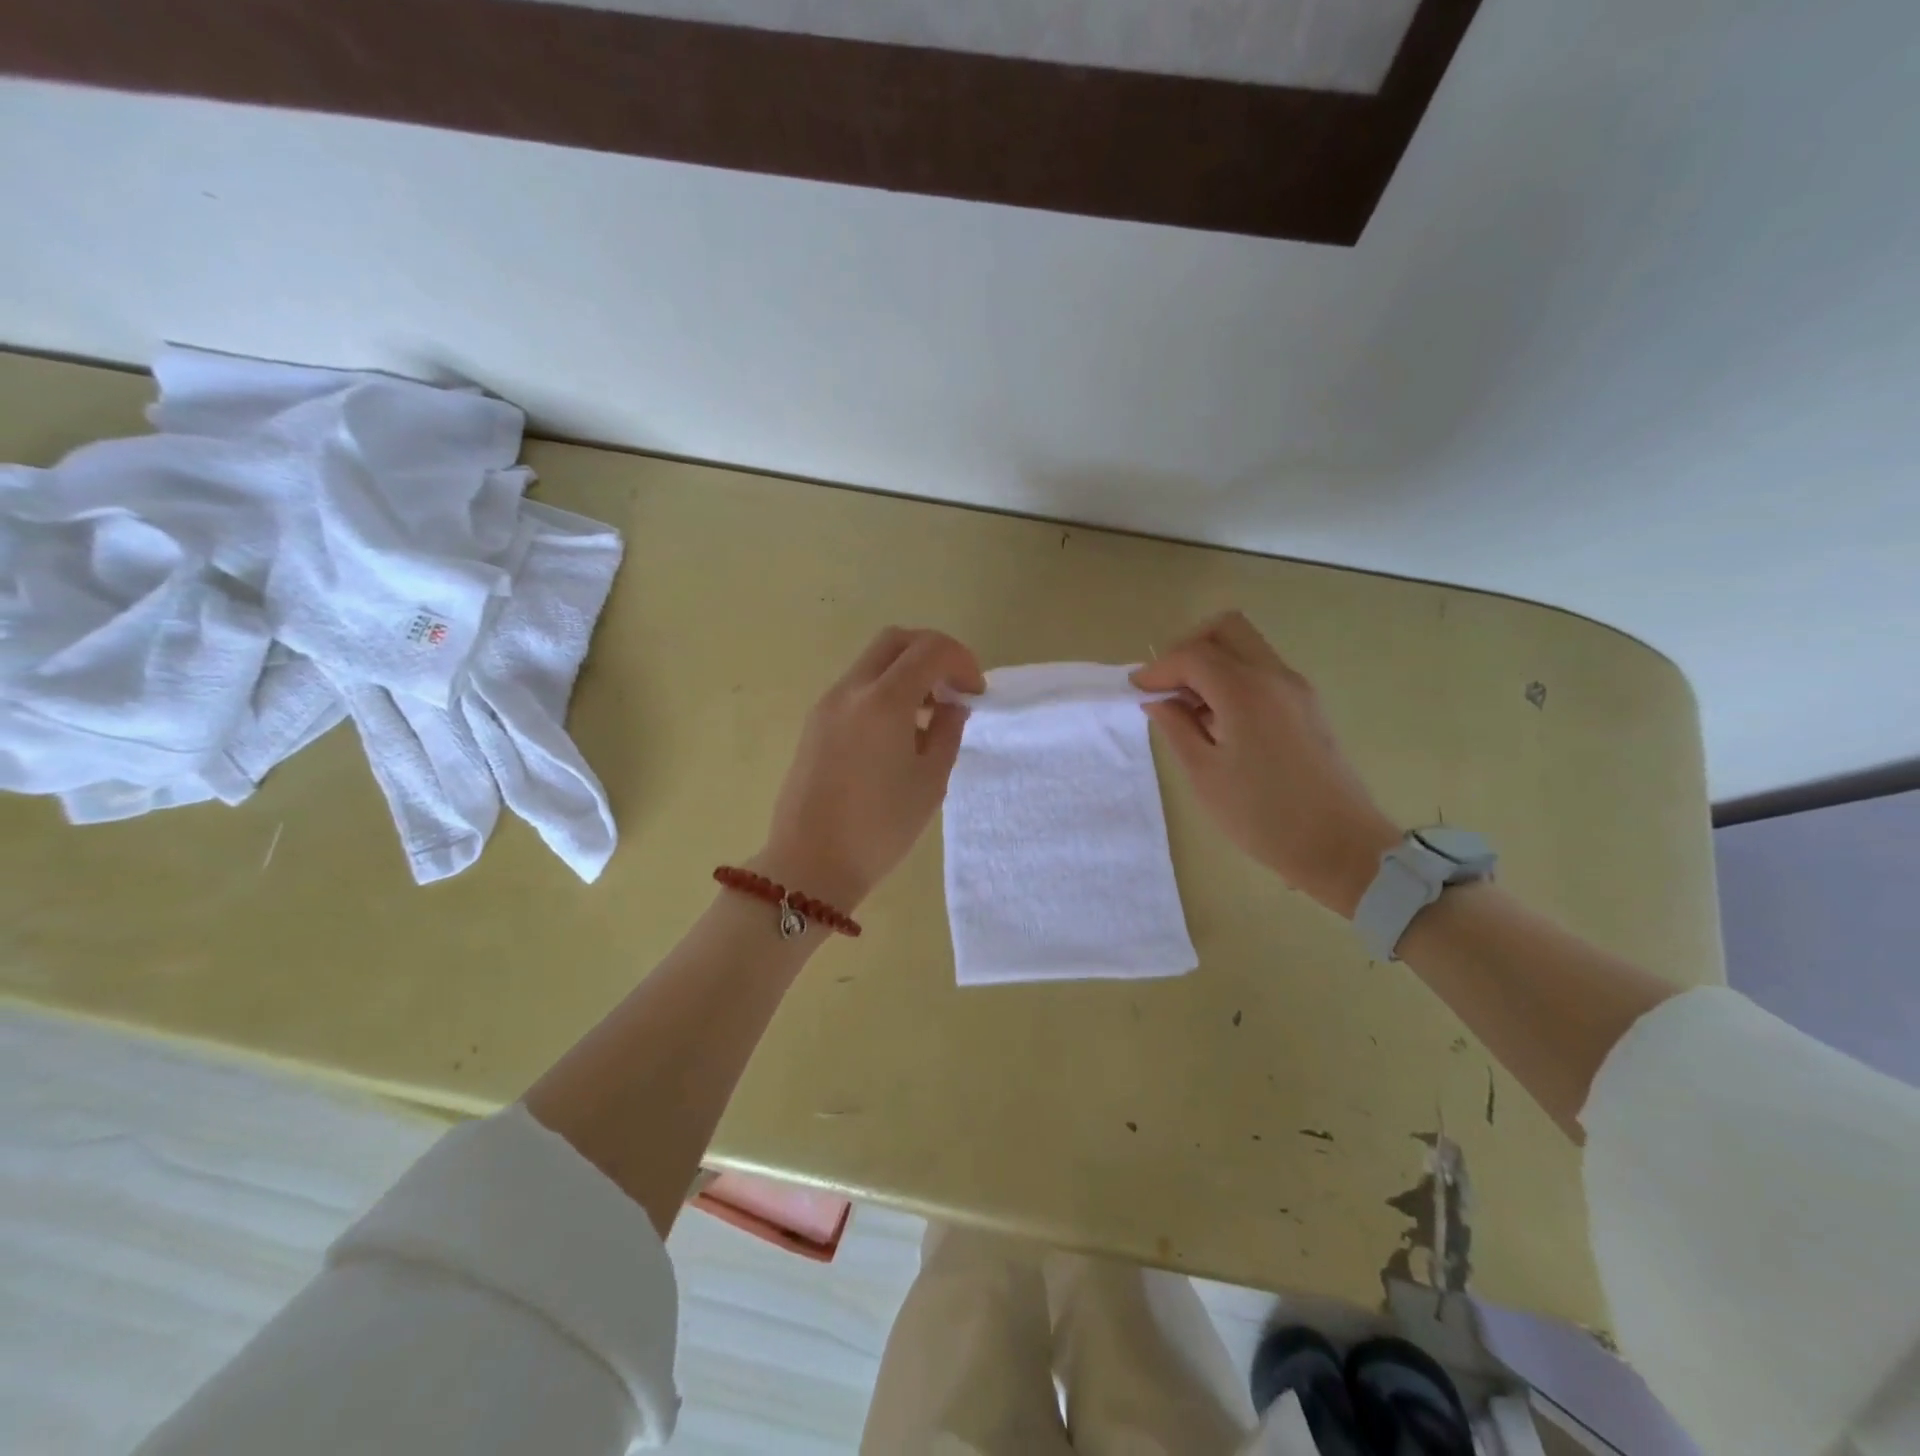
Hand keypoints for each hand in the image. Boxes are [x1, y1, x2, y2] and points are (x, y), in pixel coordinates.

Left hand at [755, 627, 984, 910]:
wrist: (810, 864)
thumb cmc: (880, 828)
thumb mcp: (930, 781)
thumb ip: (947, 732)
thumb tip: (951, 706)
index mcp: (884, 701)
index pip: (929, 650)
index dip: (962, 661)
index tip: (975, 693)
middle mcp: (851, 690)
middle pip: (895, 640)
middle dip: (932, 652)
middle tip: (953, 688)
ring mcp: (827, 704)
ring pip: (873, 661)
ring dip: (907, 671)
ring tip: (929, 714)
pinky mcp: (815, 723)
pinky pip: (857, 687)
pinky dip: (885, 689)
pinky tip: (899, 730)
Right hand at [1133, 611, 1399, 917]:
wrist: (1339, 845)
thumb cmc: (1263, 815)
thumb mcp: (1204, 774)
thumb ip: (1176, 728)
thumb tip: (1158, 700)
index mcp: (1245, 691)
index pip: (1193, 655)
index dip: (1158, 669)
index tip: (1136, 691)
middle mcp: (1274, 676)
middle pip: (1226, 630)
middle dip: (1188, 648)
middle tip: (1167, 686)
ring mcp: (1296, 689)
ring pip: (1246, 648)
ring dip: (1211, 664)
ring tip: (1188, 710)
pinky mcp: (1307, 706)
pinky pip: (1262, 671)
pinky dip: (1233, 679)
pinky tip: (1217, 722)